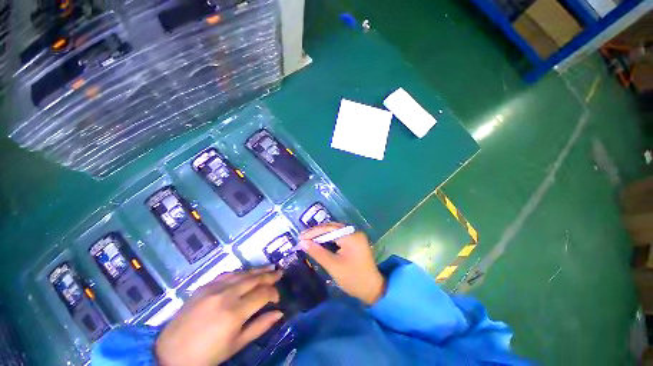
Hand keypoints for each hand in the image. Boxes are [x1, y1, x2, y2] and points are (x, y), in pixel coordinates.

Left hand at [155, 268, 283, 365]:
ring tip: (269, 267)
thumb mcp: (236, 345)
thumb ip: (260, 326)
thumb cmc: (206, 355)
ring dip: (257, 270)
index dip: (274, 293)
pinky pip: (228, 274)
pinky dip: (241, 272)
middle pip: (254, 278)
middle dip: (269, 275)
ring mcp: (214, 287)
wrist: (170, 353)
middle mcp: (226, 294)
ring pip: (242, 273)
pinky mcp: (204, 286)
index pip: (263, 294)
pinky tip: (247, 272)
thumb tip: (279, 313)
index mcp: (235, 312)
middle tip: (280, 272)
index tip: (277, 297)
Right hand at [300, 223, 384, 304]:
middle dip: (317, 232)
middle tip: (303, 238)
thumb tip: (303, 243)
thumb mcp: (333, 266)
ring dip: (322, 234)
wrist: (372, 290)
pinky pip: (339, 236)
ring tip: (309, 239)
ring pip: (335, 231)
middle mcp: (354, 232)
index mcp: (351, 236)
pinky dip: (329, 238)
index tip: (301, 237)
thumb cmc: (353, 279)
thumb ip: (317, 252)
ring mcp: (355, 235)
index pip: (329, 229)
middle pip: (332, 227)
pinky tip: (320, 242)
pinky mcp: (355, 241)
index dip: (314, 232)